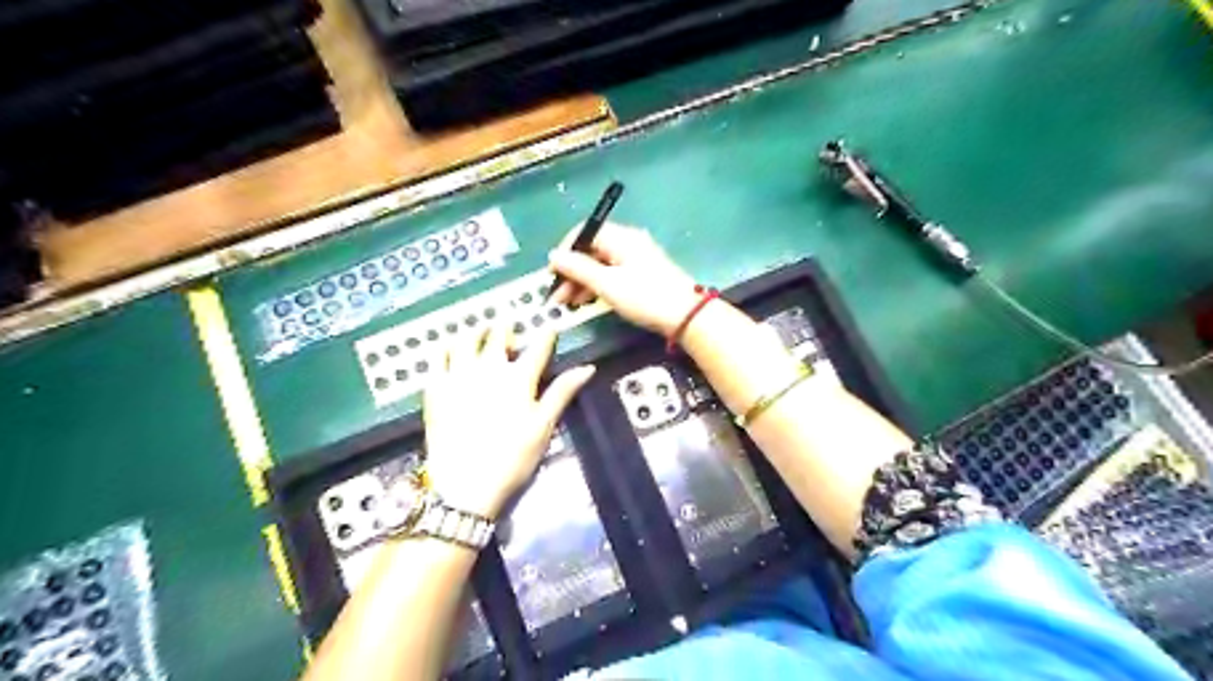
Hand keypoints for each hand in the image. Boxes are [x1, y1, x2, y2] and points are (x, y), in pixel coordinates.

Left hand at [422, 326, 594, 519]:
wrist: (465, 484)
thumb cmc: (512, 457)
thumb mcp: (544, 426)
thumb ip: (563, 392)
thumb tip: (588, 367)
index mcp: (519, 377)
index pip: (538, 347)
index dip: (546, 335)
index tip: (550, 327)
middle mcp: (488, 368)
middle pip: (498, 336)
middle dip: (506, 328)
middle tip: (508, 326)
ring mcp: (458, 375)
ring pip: (465, 340)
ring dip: (475, 331)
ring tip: (479, 329)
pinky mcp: (435, 388)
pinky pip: (438, 358)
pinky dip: (445, 347)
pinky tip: (449, 348)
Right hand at [550, 224, 701, 333]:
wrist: (686, 316)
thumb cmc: (645, 297)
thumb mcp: (607, 284)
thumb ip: (578, 269)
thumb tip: (553, 256)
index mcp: (620, 237)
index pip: (584, 233)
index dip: (565, 251)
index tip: (552, 273)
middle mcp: (628, 242)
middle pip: (591, 250)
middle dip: (571, 272)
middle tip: (558, 297)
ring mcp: (637, 258)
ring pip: (601, 264)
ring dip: (583, 282)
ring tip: (571, 304)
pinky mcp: (643, 274)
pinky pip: (613, 274)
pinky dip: (598, 286)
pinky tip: (589, 302)